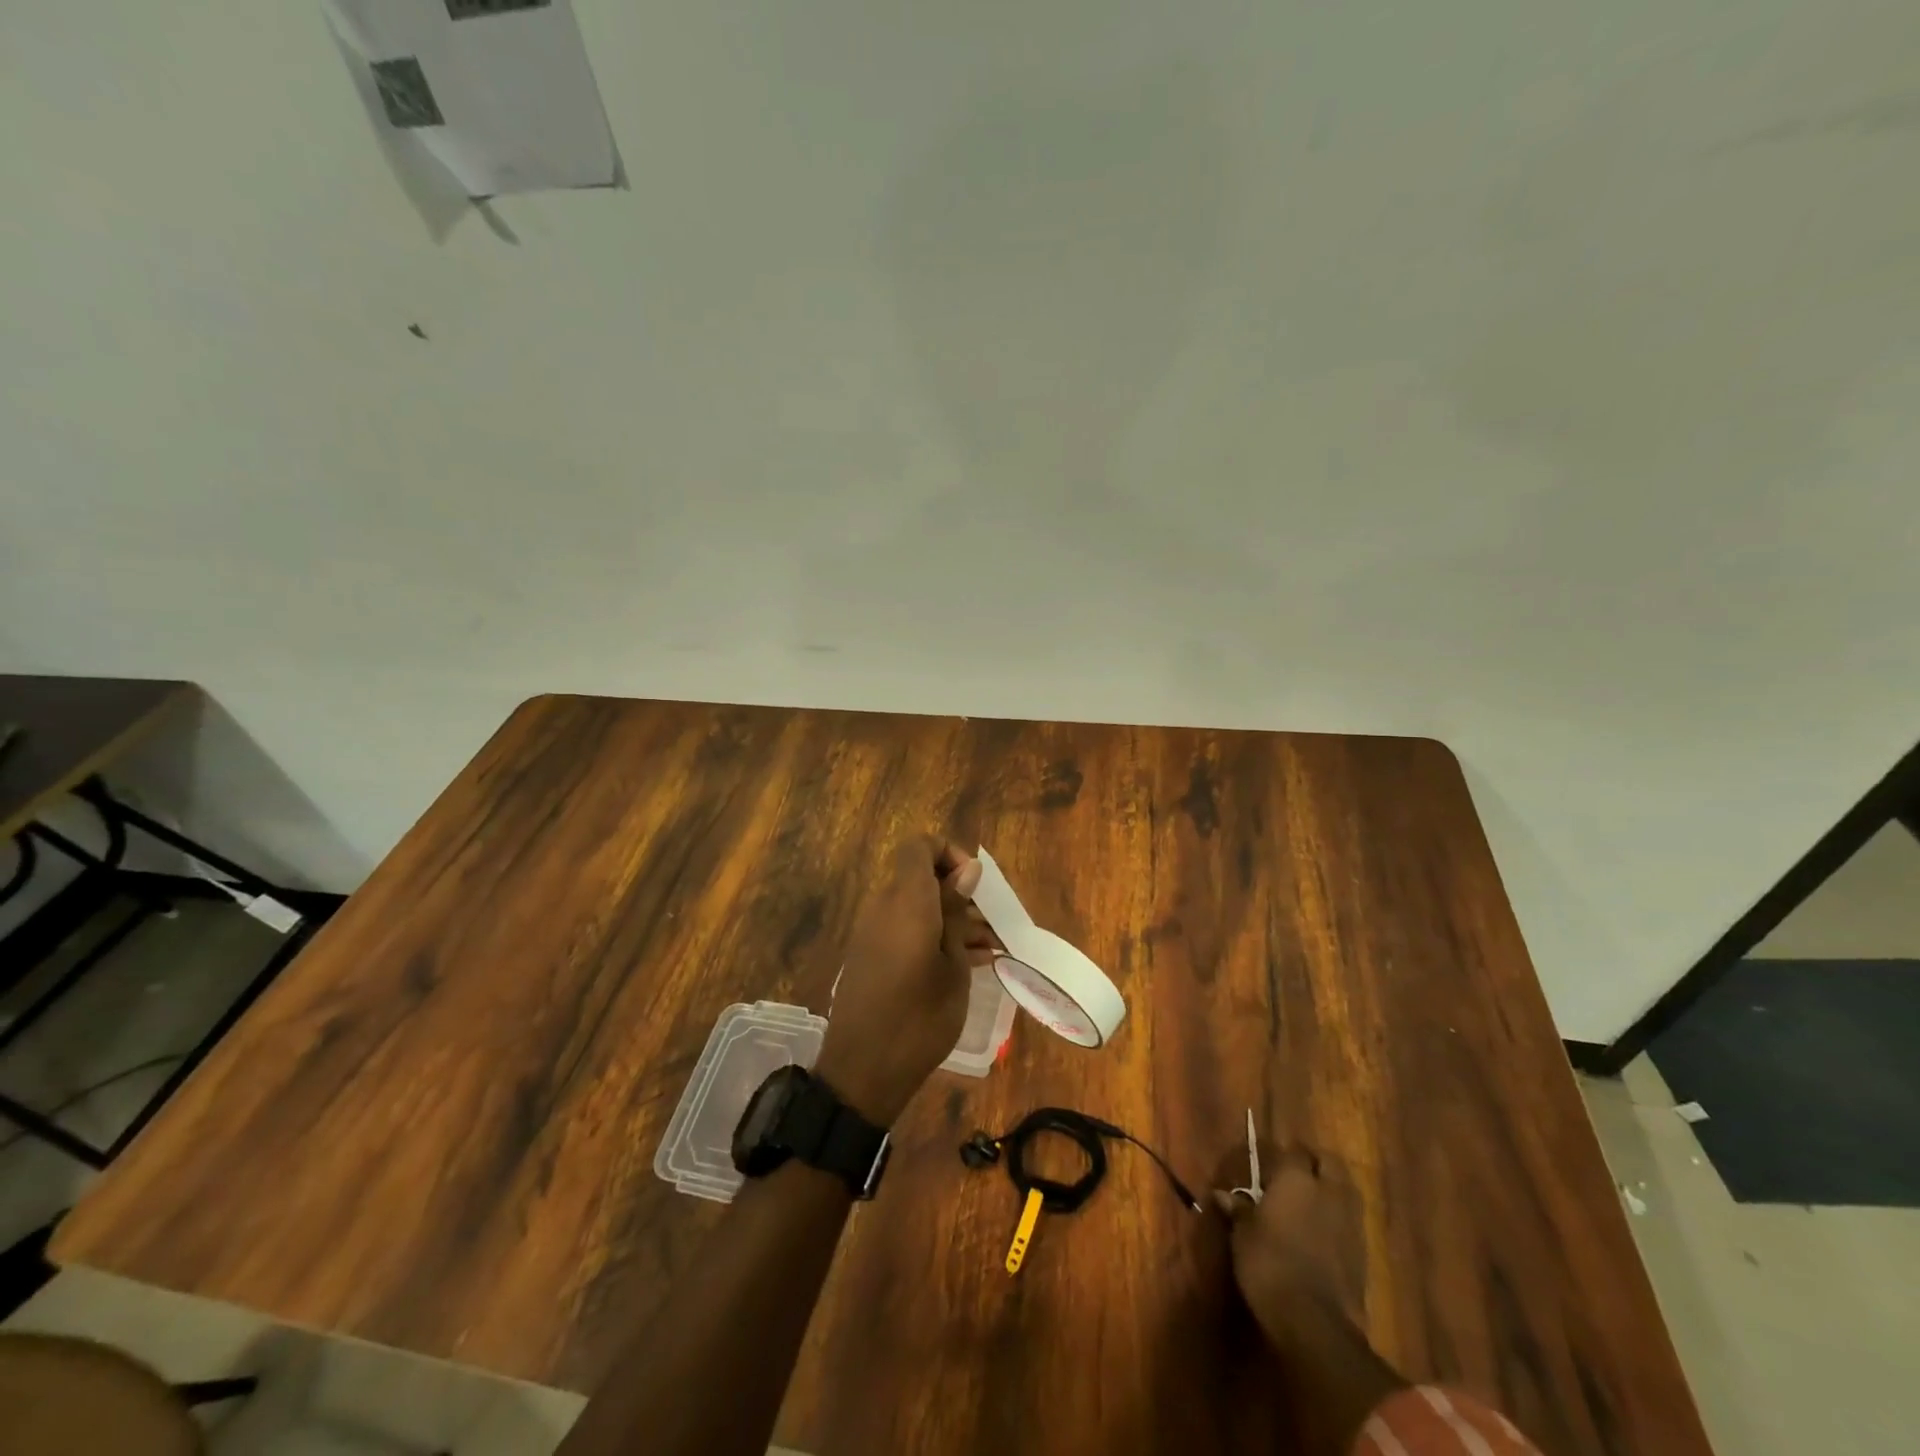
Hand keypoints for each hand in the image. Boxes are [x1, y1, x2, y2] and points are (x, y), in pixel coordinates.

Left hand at [814, 836, 994, 1126]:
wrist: (863, 1073)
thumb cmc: (919, 1018)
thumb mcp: (952, 966)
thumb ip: (956, 912)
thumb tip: (966, 869)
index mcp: (906, 901)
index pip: (919, 847)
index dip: (949, 854)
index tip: (975, 886)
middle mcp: (884, 907)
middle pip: (921, 878)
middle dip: (959, 893)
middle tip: (993, 924)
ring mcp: (875, 933)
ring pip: (918, 906)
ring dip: (951, 919)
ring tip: (990, 948)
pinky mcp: (872, 956)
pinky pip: (906, 929)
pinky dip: (934, 937)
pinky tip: (968, 964)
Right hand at [1215, 1137, 1363, 1343]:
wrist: (1315, 1323)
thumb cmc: (1269, 1265)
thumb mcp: (1243, 1235)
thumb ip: (1239, 1210)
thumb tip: (1222, 1195)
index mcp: (1296, 1178)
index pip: (1292, 1151)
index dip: (1280, 1156)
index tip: (1266, 1167)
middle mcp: (1327, 1191)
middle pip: (1329, 1162)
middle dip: (1314, 1163)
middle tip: (1293, 1175)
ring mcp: (1350, 1222)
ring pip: (1345, 1189)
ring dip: (1330, 1189)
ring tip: (1309, 1201)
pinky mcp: (1363, 1252)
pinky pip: (1350, 1220)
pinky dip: (1338, 1219)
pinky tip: (1321, 1232)